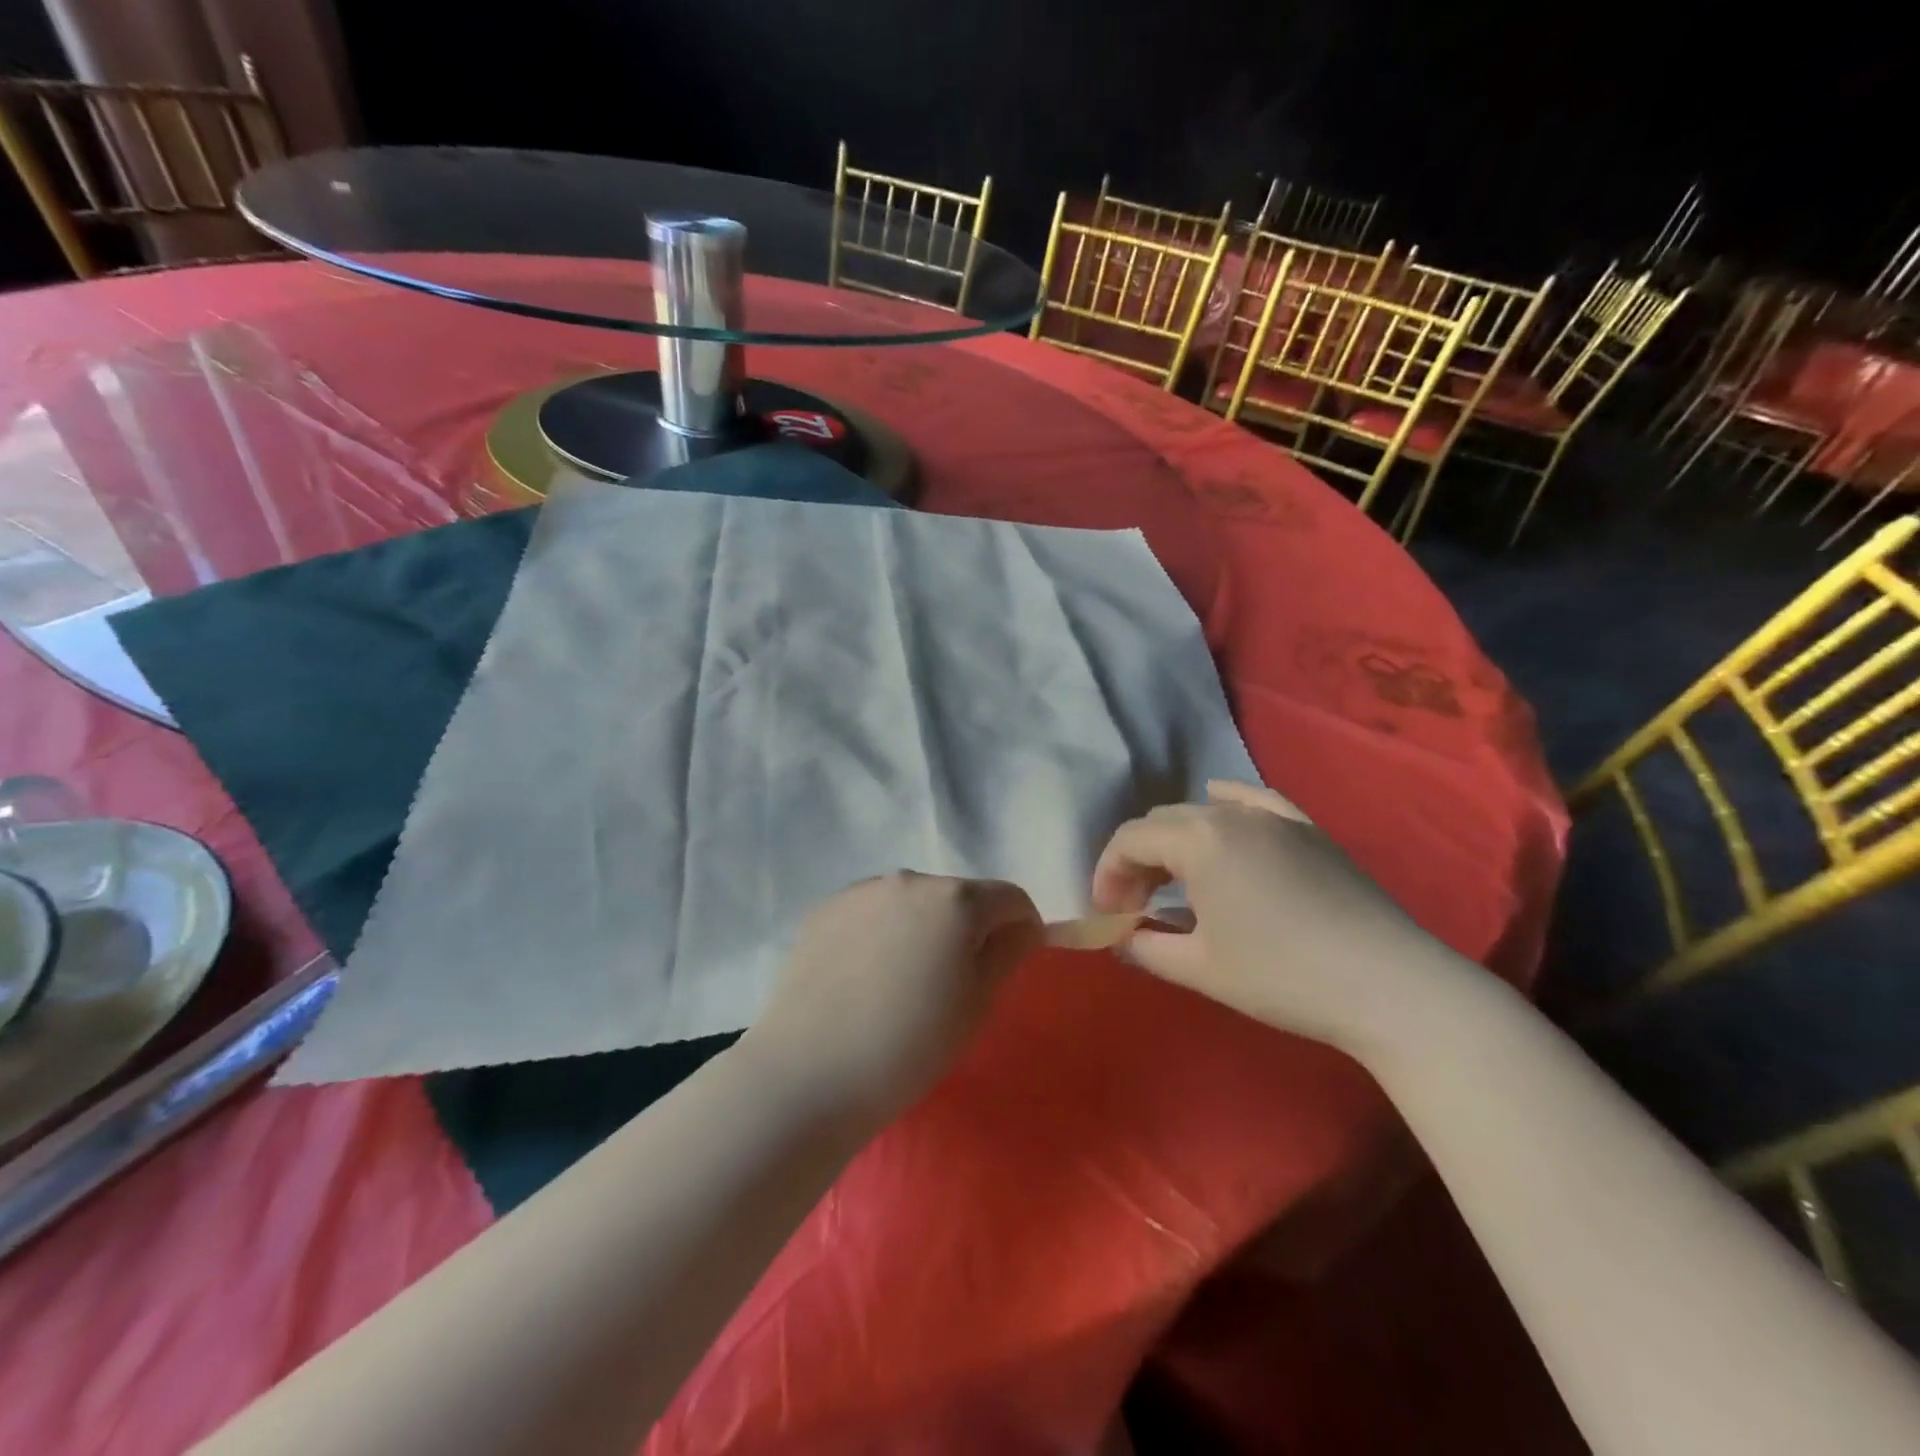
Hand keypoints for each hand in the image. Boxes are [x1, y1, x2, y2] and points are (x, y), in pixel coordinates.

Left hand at [742, 872, 1042, 1123]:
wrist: (809, 1073)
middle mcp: (909, 879)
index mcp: (955, 900)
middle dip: (968, 927)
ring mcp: (862, 891)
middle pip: (958, 895)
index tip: (1011, 963)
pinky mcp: (826, 909)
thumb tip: (1022, 926)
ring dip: (923, 926)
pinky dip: (882, 931)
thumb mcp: (976, 1004)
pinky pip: (872, 911)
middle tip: (954, 980)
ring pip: (912, 901)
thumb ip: (1007, 952)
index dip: (1021, 928)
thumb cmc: (909, 1045)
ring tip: (905, 980)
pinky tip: (866, 976)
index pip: (1010, 898)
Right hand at [1091, 780, 1467, 1054]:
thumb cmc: (1282, 976)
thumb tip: (1121, 938)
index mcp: (1199, 841)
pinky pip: (1253, 801)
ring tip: (1176, 881)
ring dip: (1176, 842)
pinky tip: (1223, 818)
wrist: (1389, 984)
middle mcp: (1231, 814)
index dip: (1107, 873)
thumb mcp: (1200, 968)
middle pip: (1162, 822)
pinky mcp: (1308, 828)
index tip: (1107, 914)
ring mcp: (1274, 815)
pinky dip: (1225, 809)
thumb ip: (1146, 948)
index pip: (1130, 840)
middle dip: (1138, 859)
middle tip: (1136, 905)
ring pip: (1203, 812)